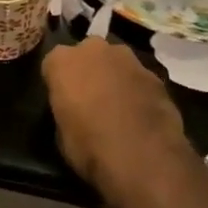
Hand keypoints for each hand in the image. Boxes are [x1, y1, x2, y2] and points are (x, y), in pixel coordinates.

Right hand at [43, 36, 190, 192]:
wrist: (144, 158)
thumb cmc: (90, 148)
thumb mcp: (61, 136)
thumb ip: (65, 110)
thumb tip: (74, 112)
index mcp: (62, 61)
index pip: (53, 65)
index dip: (58, 84)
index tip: (63, 101)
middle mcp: (93, 49)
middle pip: (86, 54)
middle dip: (88, 71)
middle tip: (91, 99)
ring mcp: (127, 58)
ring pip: (115, 62)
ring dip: (114, 77)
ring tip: (119, 107)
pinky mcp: (154, 74)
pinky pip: (138, 78)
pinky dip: (137, 90)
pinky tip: (141, 115)